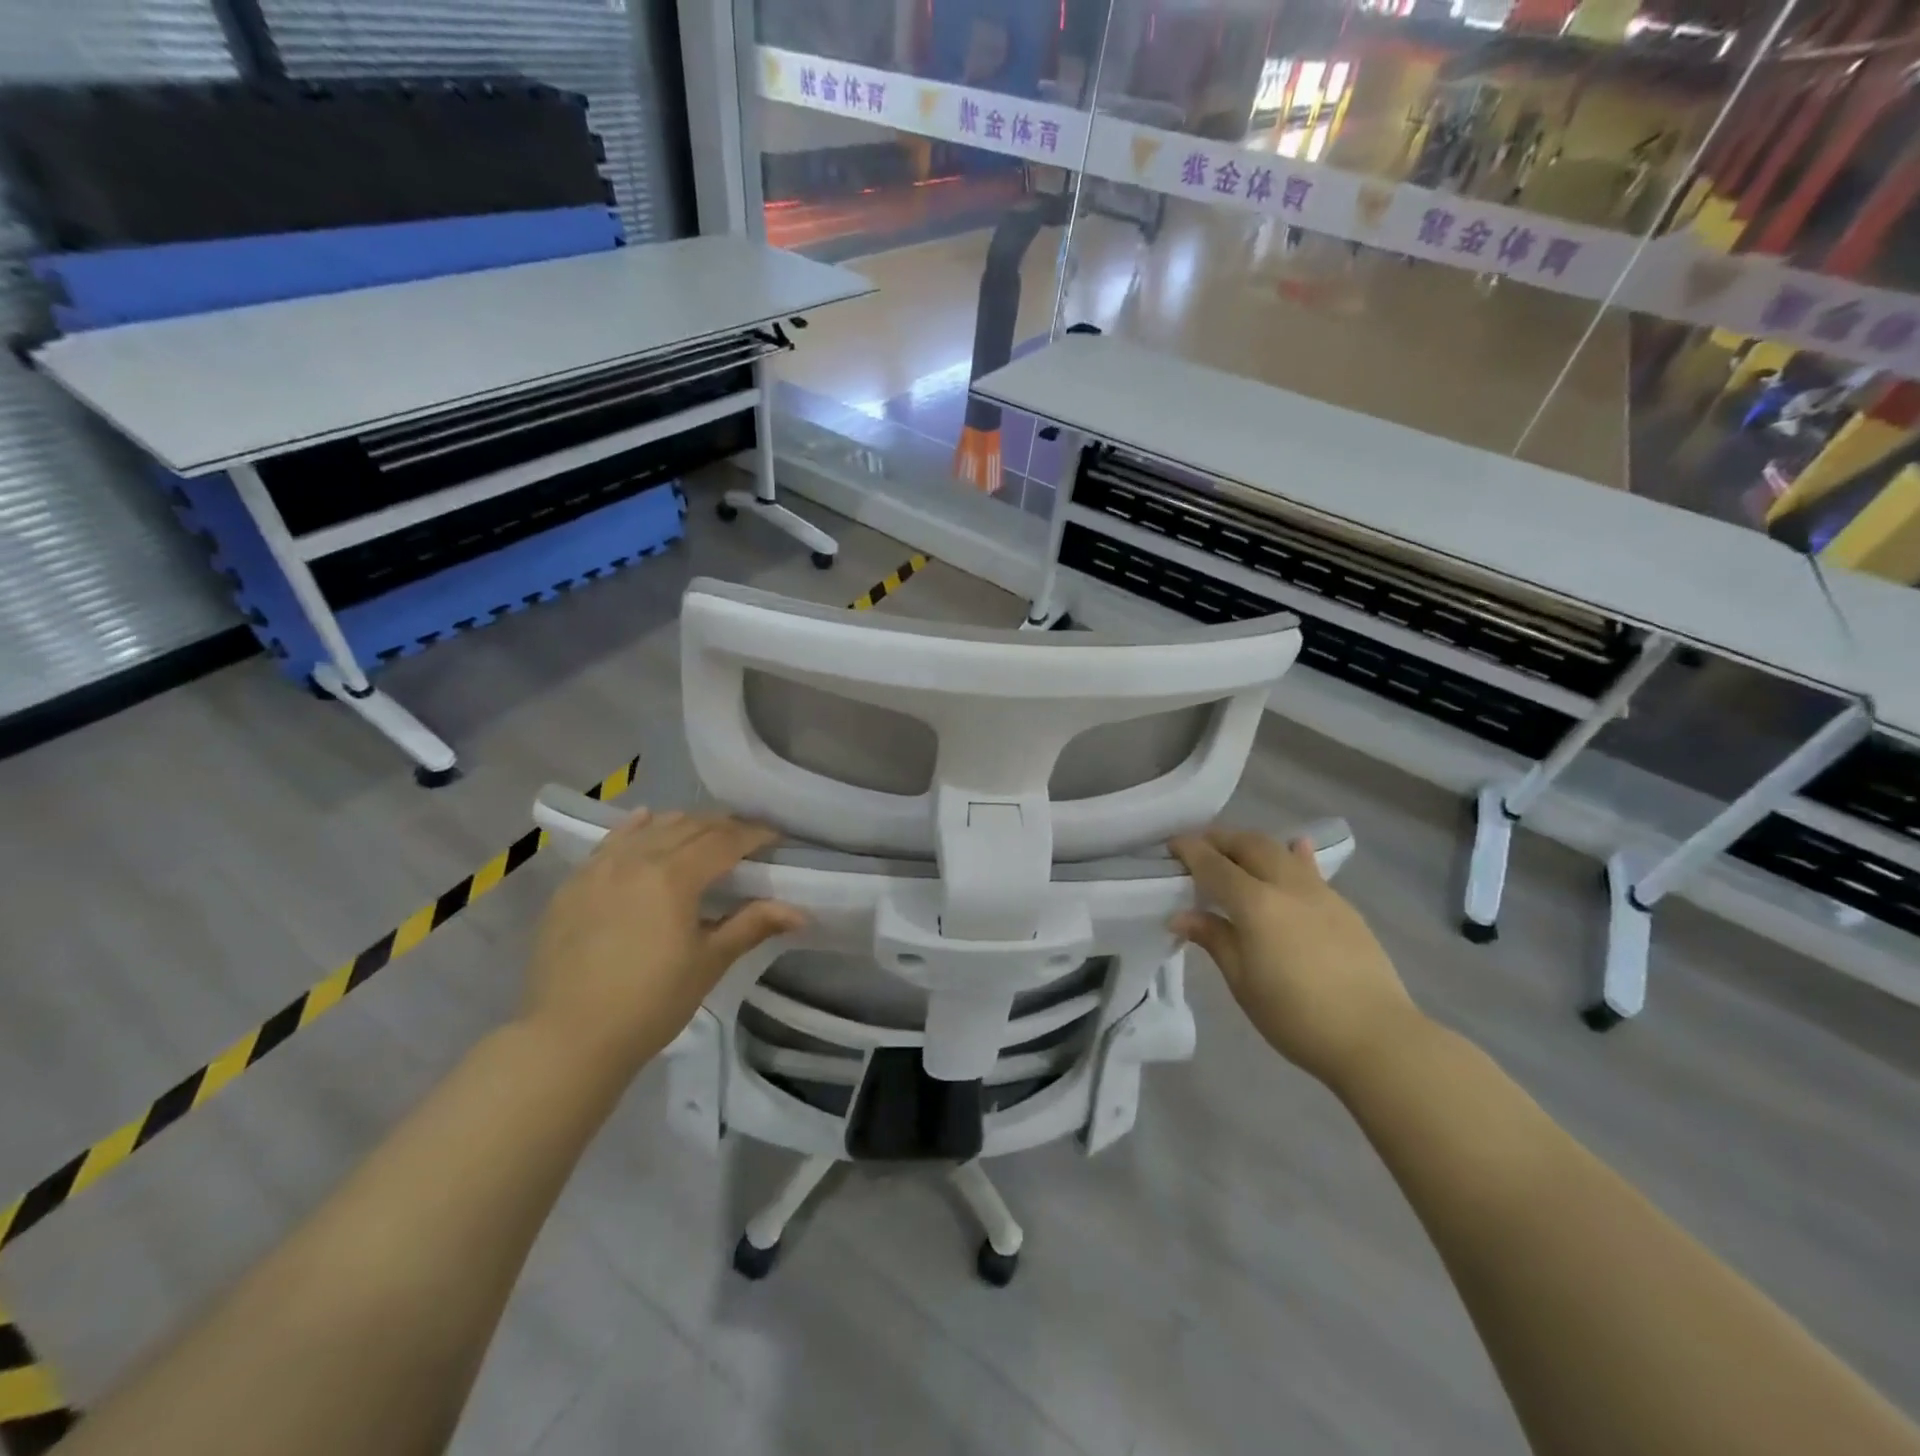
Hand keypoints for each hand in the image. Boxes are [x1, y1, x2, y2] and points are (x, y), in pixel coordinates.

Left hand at [524, 809, 804, 1078]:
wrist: (568, 1039)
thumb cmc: (650, 1003)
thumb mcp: (709, 963)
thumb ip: (753, 925)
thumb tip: (801, 912)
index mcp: (674, 876)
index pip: (724, 840)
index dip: (754, 835)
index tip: (776, 838)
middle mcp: (636, 859)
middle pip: (690, 827)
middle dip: (724, 827)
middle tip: (747, 838)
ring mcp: (599, 869)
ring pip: (651, 828)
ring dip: (684, 824)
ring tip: (704, 833)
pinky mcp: (573, 885)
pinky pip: (611, 842)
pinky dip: (635, 829)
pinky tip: (646, 821)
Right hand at [1170, 827, 1422, 1090]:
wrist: (1376, 1037)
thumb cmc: (1296, 1016)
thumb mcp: (1243, 982)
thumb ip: (1214, 939)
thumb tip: (1181, 916)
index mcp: (1256, 904)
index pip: (1214, 864)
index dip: (1190, 850)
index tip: (1171, 845)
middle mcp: (1287, 886)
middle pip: (1249, 845)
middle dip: (1220, 839)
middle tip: (1200, 847)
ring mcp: (1320, 892)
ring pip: (1281, 850)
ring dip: (1252, 845)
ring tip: (1236, 851)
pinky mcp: (1344, 906)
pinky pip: (1310, 868)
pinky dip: (1292, 855)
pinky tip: (1294, 851)